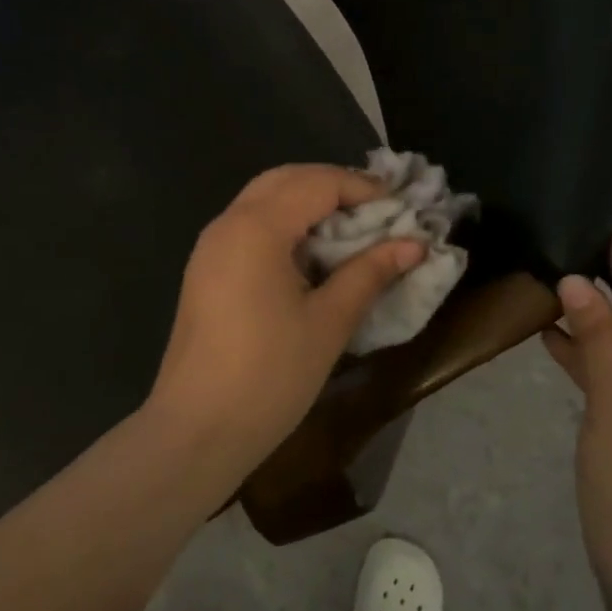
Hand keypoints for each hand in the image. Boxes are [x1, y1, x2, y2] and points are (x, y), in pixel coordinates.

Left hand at [147, 165, 424, 456]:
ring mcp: (210, 247)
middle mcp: (227, 224)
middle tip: (376, 213)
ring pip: (263, 200)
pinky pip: (249, 226)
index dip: (362, 189)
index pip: (316, 183)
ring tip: (350, 231)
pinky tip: (311, 255)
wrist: (197, 430)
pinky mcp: (205, 271)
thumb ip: (370, 273)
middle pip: (285, 180)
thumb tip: (414, 243)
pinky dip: (285, 225)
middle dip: (333, 186)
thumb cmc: (270, 375)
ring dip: (308, 204)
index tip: (401, 210)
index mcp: (256, 228)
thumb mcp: (329, 322)